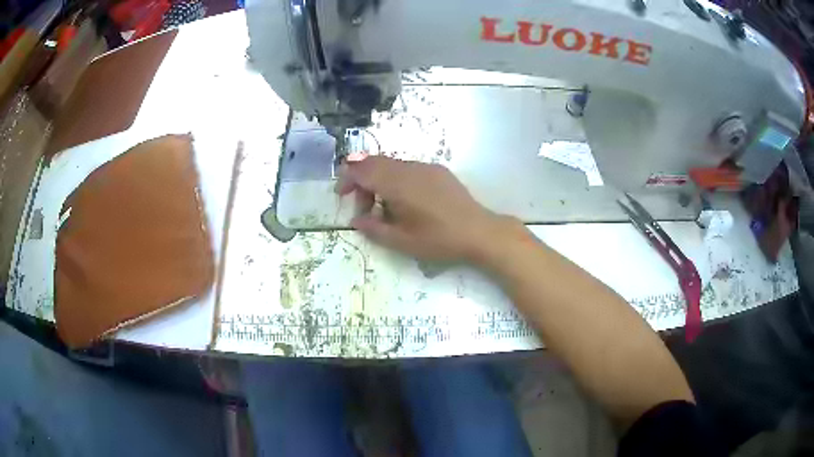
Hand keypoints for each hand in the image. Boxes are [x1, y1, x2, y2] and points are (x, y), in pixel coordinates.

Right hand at [336, 156, 511, 262]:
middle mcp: (409, 168)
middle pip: (374, 162)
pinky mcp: (437, 171)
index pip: (361, 169)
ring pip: (391, 165)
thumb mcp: (401, 241)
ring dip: (379, 180)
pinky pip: (407, 168)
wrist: (478, 231)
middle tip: (364, 207)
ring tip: (385, 208)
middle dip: (361, 180)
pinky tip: (406, 201)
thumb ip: (373, 228)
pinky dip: (396, 179)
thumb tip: (356, 220)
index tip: (342, 196)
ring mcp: (425, 167)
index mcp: (396, 183)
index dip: (347, 179)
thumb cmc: (438, 239)